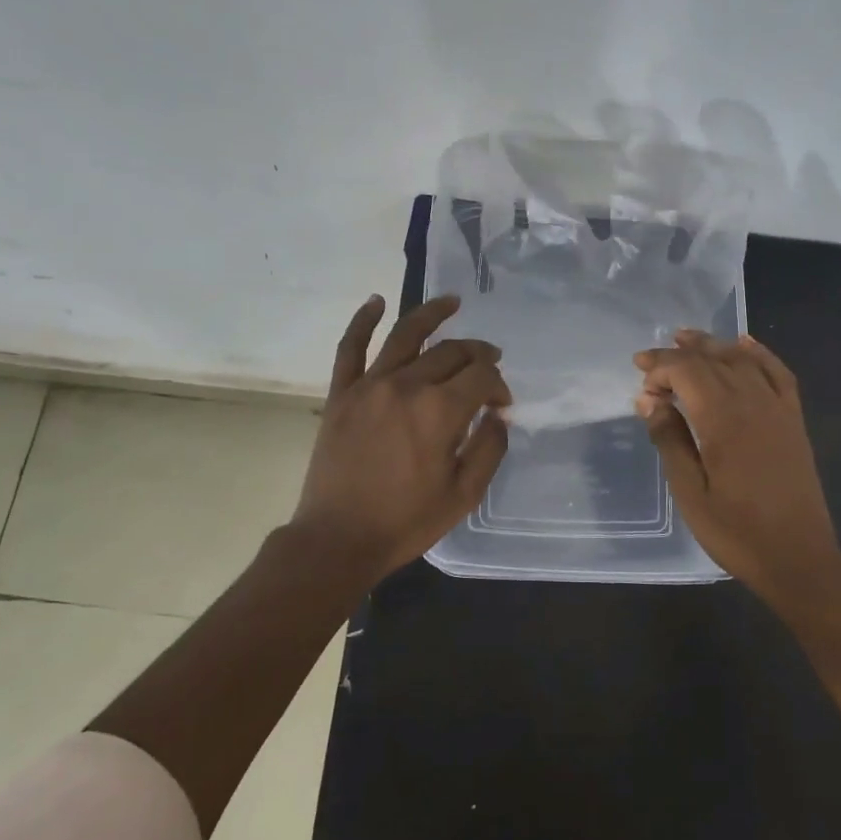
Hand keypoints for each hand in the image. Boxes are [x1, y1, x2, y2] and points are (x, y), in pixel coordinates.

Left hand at [293, 294, 510, 581]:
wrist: (338, 539)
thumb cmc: (406, 522)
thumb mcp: (464, 494)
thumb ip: (489, 448)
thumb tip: (498, 415)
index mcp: (440, 411)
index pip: (482, 378)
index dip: (499, 386)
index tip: (502, 405)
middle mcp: (406, 385)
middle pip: (451, 353)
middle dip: (477, 354)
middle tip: (489, 362)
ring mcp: (369, 385)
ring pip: (406, 335)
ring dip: (432, 313)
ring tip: (452, 301)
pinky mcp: (342, 393)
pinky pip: (350, 347)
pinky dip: (363, 321)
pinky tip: (376, 301)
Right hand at [634, 330, 840, 602]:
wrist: (800, 559)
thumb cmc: (737, 532)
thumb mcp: (690, 492)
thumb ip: (669, 440)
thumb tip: (649, 400)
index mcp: (723, 421)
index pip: (687, 372)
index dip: (660, 367)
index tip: (639, 378)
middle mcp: (753, 404)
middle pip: (713, 361)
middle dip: (678, 355)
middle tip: (650, 361)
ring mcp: (778, 409)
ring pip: (743, 360)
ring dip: (713, 346)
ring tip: (686, 339)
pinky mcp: (794, 420)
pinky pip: (778, 373)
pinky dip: (760, 354)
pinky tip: (744, 343)